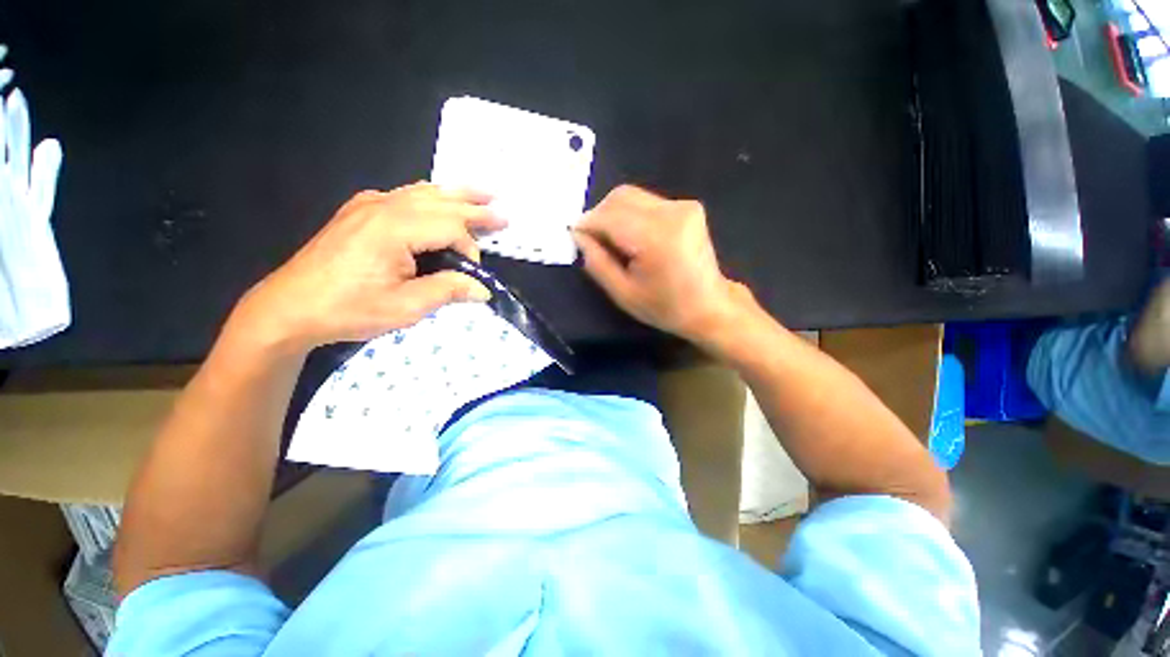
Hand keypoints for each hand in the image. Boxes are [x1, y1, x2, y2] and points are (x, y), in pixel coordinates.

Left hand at [234, 183, 504, 352]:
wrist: (290, 307)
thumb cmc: (349, 309)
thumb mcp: (405, 307)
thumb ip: (448, 291)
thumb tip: (482, 289)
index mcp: (394, 228)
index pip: (450, 226)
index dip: (469, 248)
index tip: (471, 274)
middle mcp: (383, 206)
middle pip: (440, 201)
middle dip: (475, 208)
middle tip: (502, 212)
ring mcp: (368, 205)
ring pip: (422, 192)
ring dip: (455, 195)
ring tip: (482, 194)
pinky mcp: (359, 211)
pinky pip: (403, 195)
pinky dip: (429, 196)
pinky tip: (436, 199)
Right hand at [573, 185, 752, 342]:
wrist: (709, 306)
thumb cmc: (665, 307)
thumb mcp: (623, 294)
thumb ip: (597, 262)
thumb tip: (579, 236)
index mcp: (656, 238)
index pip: (609, 216)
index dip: (587, 224)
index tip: (574, 237)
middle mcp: (672, 212)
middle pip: (620, 197)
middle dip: (599, 215)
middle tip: (593, 241)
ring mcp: (683, 206)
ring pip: (632, 196)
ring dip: (614, 215)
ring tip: (614, 242)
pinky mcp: (687, 206)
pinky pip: (646, 202)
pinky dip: (631, 215)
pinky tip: (633, 238)